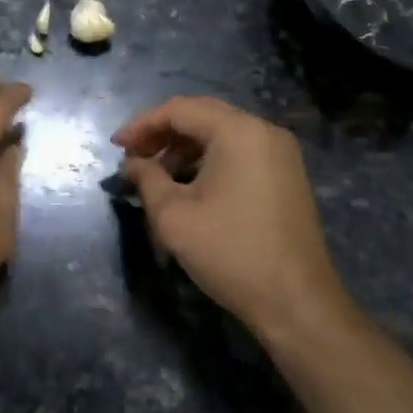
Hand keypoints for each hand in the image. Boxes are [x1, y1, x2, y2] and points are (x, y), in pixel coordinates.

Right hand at [112, 96, 353, 345]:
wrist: (296, 302)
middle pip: (202, 116)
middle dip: (162, 133)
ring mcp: (280, 153)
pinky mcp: (287, 175)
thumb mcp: (173, 215)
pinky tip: (189, 186)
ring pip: (221, 134)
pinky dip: (209, 160)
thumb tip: (132, 164)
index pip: (179, 110)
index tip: (115, 147)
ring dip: (184, 148)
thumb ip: (146, 179)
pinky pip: (240, 152)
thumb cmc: (230, 252)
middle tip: (133, 156)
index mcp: (238, 131)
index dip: (141, 125)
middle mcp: (263, 131)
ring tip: (156, 176)